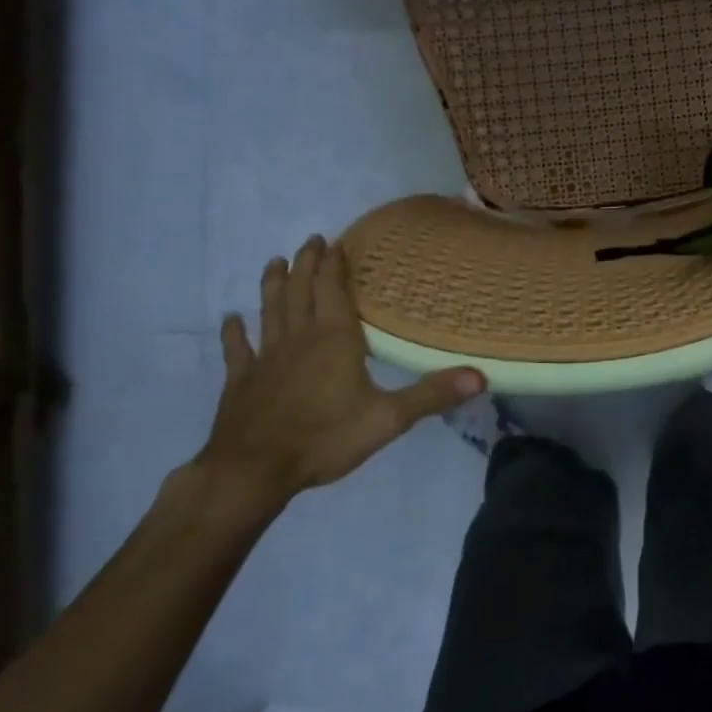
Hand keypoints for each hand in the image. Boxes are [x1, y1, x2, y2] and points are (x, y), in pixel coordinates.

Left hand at [194, 236, 484, 504]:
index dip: (335, 265)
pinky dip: (234, 332)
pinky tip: (230, 319)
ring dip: (273, 285)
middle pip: (301, 292)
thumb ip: (432, 395)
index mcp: (335, 340)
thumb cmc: (324, 439)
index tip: (335, 241)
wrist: (253, 471)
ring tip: (274, 262)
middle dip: (307, 264)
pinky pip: (237, 350)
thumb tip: (480, 376)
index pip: (334, 291)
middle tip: (310, 240)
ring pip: (270, 310)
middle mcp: (299, 339)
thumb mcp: (388, 419)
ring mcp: (265, 358)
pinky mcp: (241, 381)